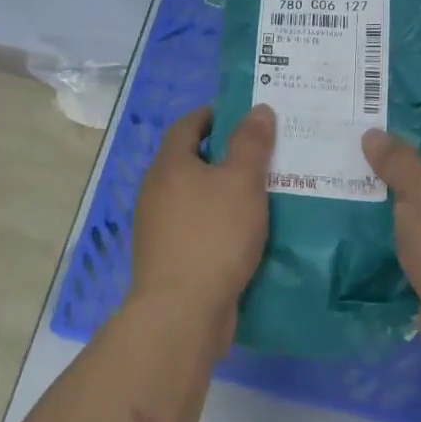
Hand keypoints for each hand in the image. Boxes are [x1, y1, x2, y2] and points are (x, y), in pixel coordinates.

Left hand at [130, 104, 276, 332]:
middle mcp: (157, 191)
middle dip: (224, 155)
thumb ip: (251, 144)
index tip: (243, 116)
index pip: (187, 125)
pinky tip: (248, 233)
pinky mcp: (170, 258)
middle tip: (263, 154)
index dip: (214, 116)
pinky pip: (199, 228)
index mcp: (169, 165)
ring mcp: (159, 227)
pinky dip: (220, 223)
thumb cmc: (213, 235)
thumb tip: (258, 109)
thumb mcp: (241, 182)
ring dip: (223, 192)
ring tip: (262, 193)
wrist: (182, 311)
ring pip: (196, 197)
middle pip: (190, 161)